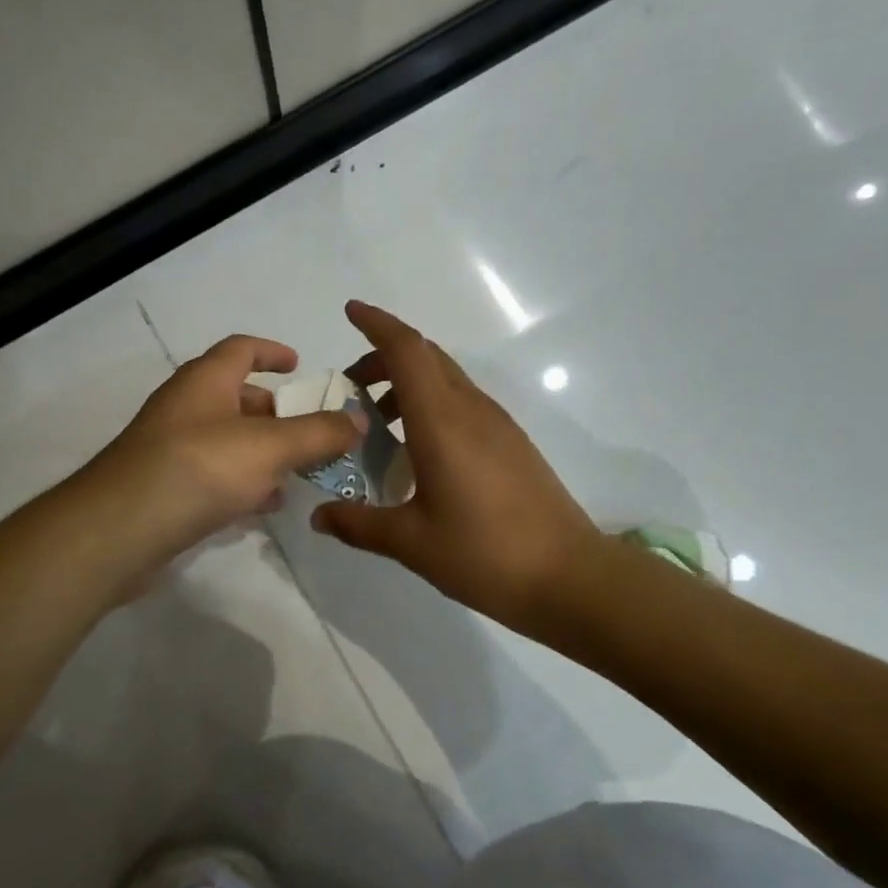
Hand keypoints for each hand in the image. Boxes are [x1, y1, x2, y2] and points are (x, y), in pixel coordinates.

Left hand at [86, 334, 364, 577]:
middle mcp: (185, 408)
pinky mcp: (166, 489)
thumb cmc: (198, 469)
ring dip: (263, 452)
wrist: (120, 530)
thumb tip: (357, 420)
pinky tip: (264, 506)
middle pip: (236, 397)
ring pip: (227, 441)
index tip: (300, 365)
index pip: (240, 349)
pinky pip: (214, 476)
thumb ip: (317, 433)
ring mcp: (171, 450)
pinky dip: (243, 483)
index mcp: (205, 382)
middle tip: (311, 432)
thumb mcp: (269, 447)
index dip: (272, 351)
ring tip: (299, 472)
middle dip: (276, 412)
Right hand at [310, 301, 600, 633]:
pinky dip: (431, 405)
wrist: (569, 576)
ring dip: (408, 383)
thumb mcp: (411, 543)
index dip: (377, 324)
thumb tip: (319, 516)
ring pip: (447, 379)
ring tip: (378, 423)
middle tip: (350, 387)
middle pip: (426, 357)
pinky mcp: (512, 443)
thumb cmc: (485, 554)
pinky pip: (463, 403)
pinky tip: (418, 451)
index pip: (407, 350)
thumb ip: (359, 523)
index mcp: (442, 421)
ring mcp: (497, 424)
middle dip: (384, 357)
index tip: (350, 312)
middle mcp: (471, 409)